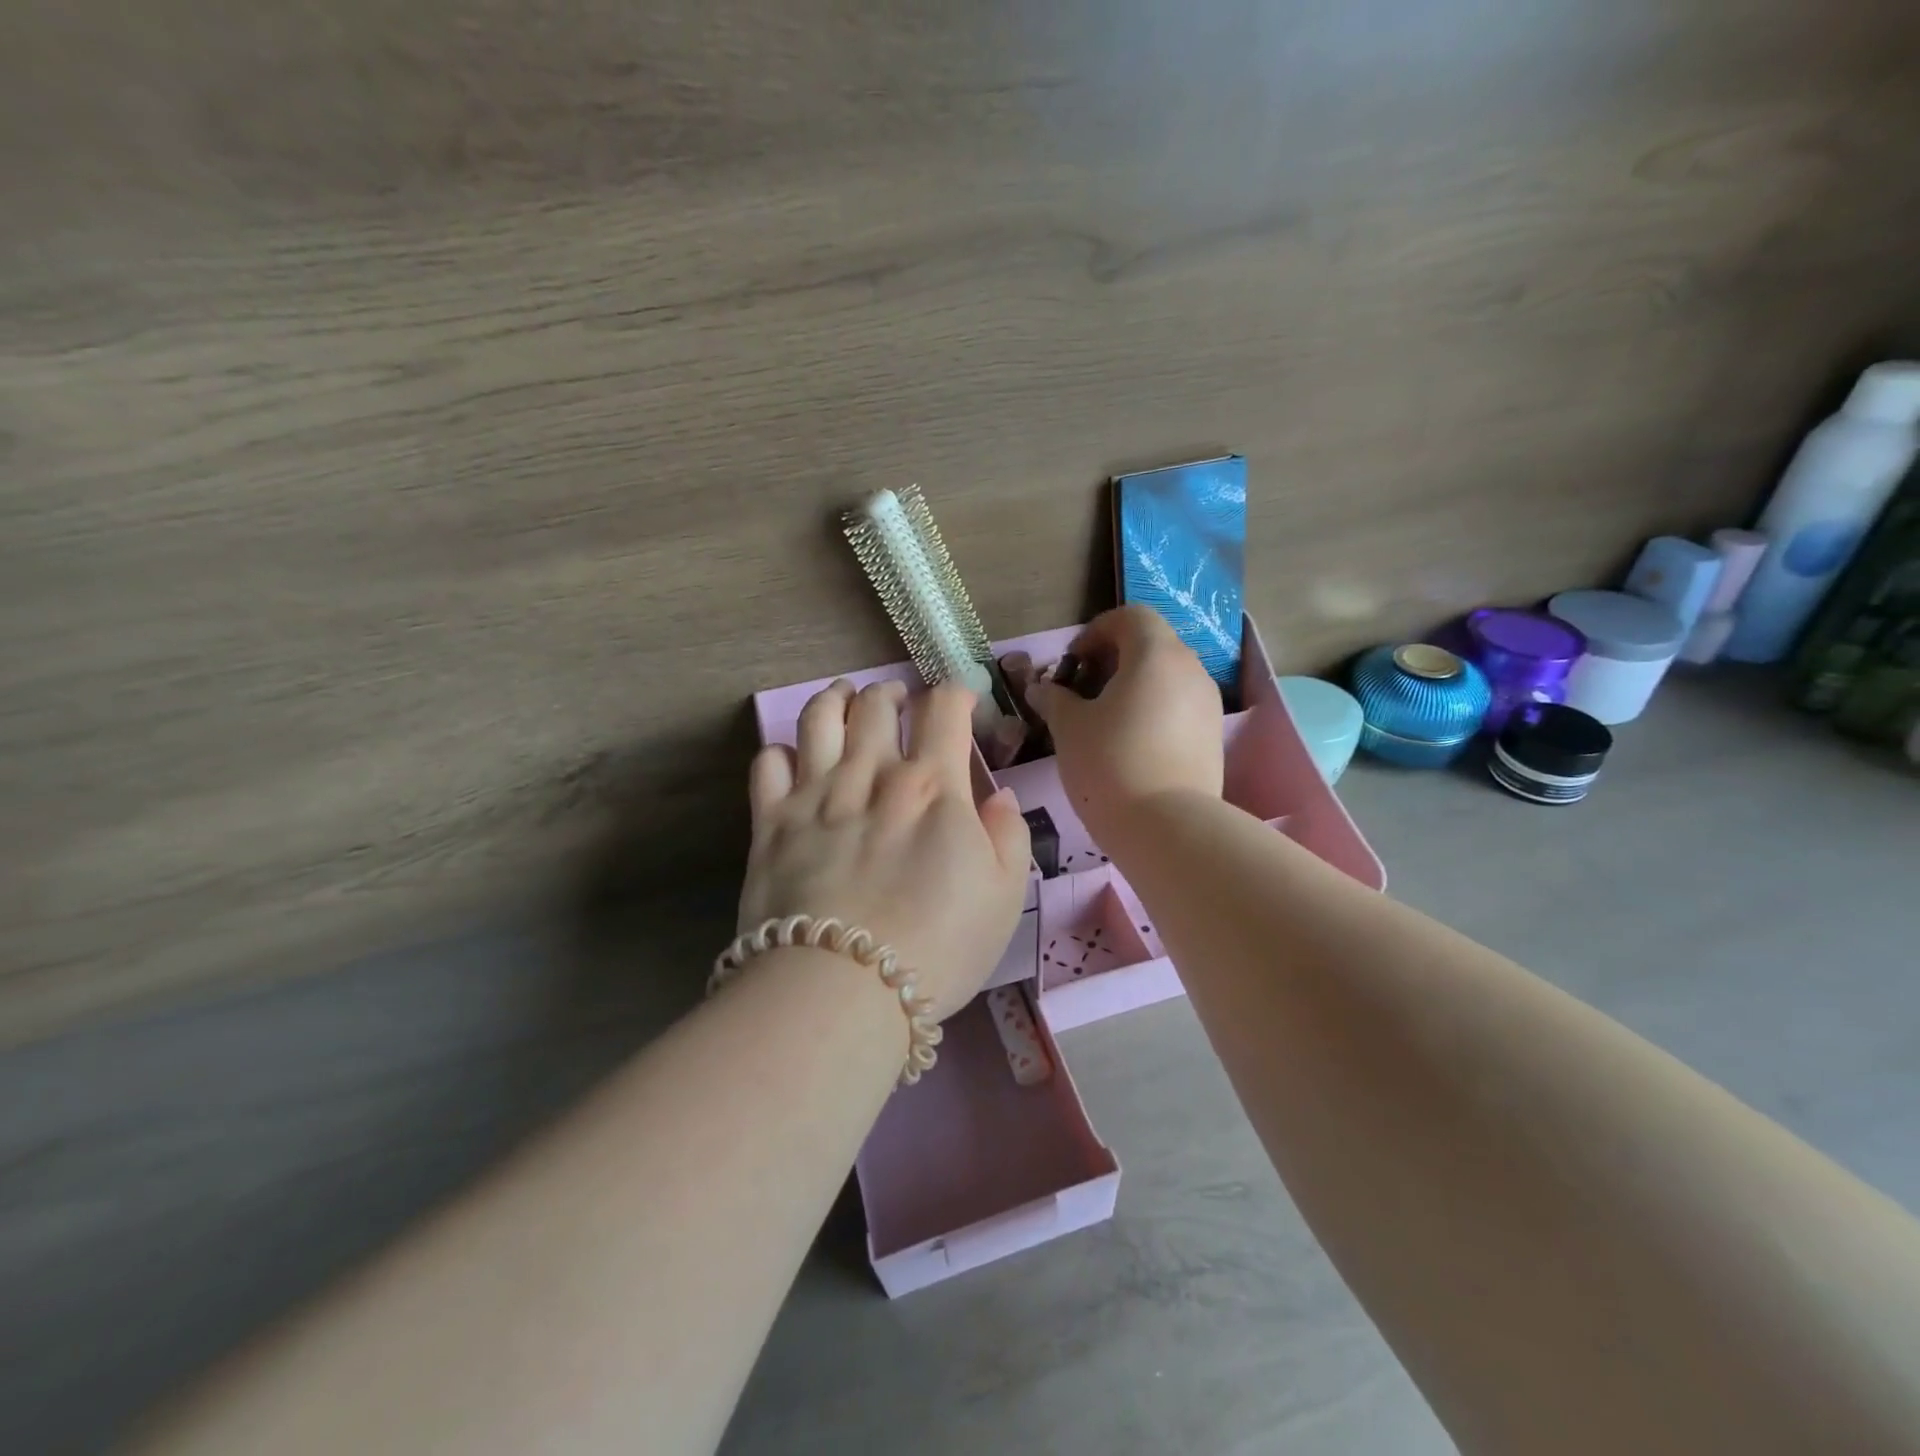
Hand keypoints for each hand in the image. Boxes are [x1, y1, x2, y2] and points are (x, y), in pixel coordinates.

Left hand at [739, 679, 1030, 1019]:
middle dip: (891, 692)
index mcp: (933, 786)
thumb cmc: (939, 947)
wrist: (843, 989)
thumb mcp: (1004, 897)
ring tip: (844, 698)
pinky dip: (781, 750)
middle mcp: (872, 774)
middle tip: (897, 701)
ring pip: (820, 718)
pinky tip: (792, 757)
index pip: (944, 710)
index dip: (955, 694)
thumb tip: (998, 796)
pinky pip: (768, 763)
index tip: (960, 702)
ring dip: (836, 699)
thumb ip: (1009, 836)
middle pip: (876, 704)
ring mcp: (816, 794)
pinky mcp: (771, 822)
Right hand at [1026, 605, 1223, 840]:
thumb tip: (1042, 689)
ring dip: (1134, 687)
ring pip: (1167, 677)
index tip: (1073, 664)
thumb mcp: (1069, 727)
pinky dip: (1153, 711)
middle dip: (1113, 660)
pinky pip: (1179, 707)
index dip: (1096, 631)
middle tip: (1083, 692)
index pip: (1130, 616)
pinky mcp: (1212, 737)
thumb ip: (1055, 699)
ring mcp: (1208, 704)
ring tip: (1104, 722)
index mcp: (1156, 654)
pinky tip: (1130, 746)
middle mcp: (1190, 669)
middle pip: (1151, 644)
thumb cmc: (1109, 764)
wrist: (1167, 828)